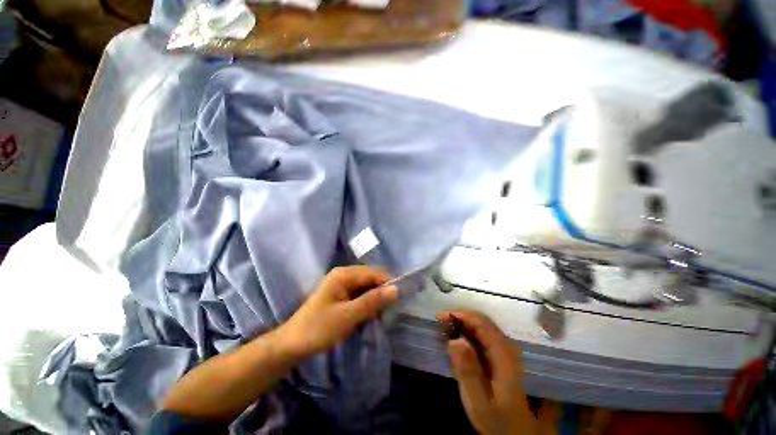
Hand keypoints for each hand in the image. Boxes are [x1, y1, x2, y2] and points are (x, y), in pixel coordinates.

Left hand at [277, 266, 398, 359]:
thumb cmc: (318, 329)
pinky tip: (366, 316)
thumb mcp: (348, 316)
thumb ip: (372, 301)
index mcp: (344, 274)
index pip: (373, 272)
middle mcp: (344, 275)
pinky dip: (366, 304)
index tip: (399, 299)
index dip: (387, 283)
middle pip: (370, 278)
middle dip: (380, 292)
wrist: (292, 345)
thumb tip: (396, 289)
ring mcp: (341, 285)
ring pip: (366, 287)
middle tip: (386, 311)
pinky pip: (359, 295)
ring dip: (373, 300)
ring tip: (376, 316)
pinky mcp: (340, 295)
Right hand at [437, 310, 537, 434]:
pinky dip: (467, 332)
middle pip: (483, 322)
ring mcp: (504, 352)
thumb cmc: (497, 420)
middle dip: (460, 316)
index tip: (441, 316)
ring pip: (483, 327)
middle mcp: (506, 348)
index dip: (461, 315)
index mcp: (503, 356)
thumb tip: (455, 339)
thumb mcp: (479, 401)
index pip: (482, 324)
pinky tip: (456, 338)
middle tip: (440, 320)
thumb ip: (468, 371)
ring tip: (445, 327)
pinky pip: (483, 336)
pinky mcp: (500, 358)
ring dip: (463, 323)